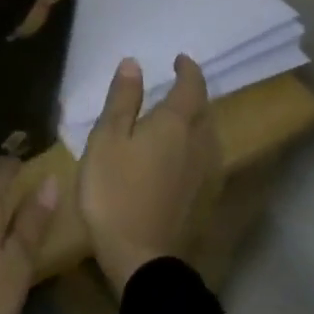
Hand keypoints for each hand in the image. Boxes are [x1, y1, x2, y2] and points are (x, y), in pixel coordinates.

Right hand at [79, 55, 213, 297]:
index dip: (188, 71)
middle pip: (204, 111)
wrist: (139, 254)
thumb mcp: (107, 138)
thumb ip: (122, 100)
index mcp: (175, 124)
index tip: (180, 59)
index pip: (191, 88)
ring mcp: (203, 173)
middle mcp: (198, 144)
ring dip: (196, 119)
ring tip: (175, 114)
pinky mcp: (200, 197)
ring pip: (207, 135)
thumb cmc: (115, 189)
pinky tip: (178, 152)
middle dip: (193, 94)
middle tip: (176, 84)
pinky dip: (193, 143)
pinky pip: (203, 156)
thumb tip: (135, 64)